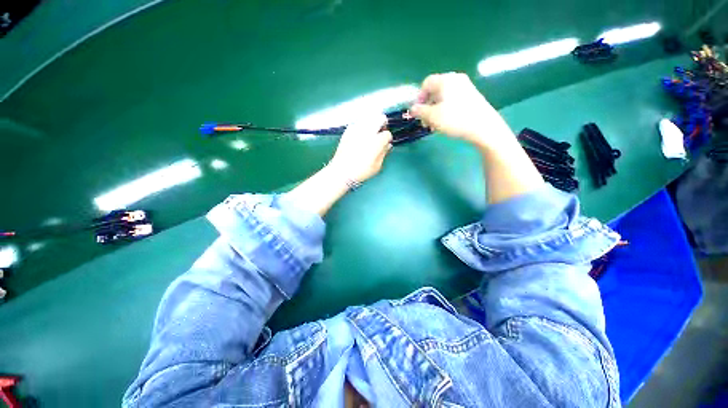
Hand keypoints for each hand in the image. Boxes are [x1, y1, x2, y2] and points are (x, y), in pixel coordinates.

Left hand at [328, 113, 392, 182]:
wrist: (341, 172)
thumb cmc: (361, 171)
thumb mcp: (377, 166)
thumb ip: (383, 153)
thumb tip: (387, 146)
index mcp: (377, 142)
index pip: (387, 134)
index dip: (388, 138)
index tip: (386, 143)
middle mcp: (368, 132)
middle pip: (380, 118)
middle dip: (382, 124)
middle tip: (380, 132)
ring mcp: (356, 130)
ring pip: (368, 117)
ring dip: (372, 122)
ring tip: (371, 131)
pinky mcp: (348, 131)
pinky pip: (357, 123)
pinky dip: (361, 125)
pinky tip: (360, 134)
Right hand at [410, 72, 514, 147]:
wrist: (483, 126)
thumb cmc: (454, 119)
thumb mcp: (432, 116)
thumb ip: (419, 111)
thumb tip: (412, 109)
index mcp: (445, 80)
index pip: (426, 84)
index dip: (418, 98)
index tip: (417, 113)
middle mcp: (456, 79)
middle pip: (435, 90)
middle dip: (427, 106)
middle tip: (425, 121)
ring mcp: (466, 87)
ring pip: (444, 97)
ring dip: (435, 110)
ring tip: (434, 124)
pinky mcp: (472, 96)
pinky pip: (453, 100)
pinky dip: (445, 109)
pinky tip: (446, 122)